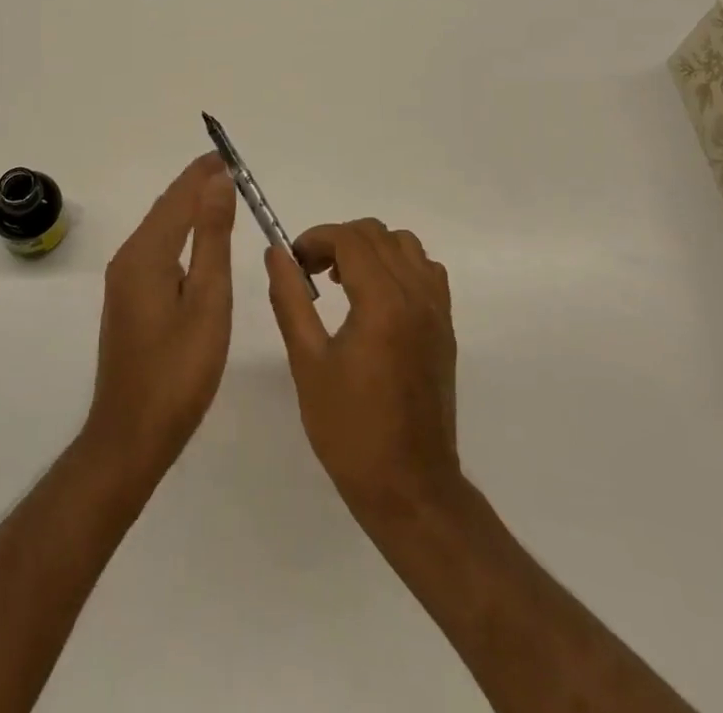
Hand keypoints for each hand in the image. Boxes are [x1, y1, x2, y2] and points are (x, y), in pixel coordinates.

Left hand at [81, 154, 237, 485]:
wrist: (130, 436)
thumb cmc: (178, 371)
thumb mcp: (208, 301)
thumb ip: (212, 238)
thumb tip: (218, 182)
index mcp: (146, 254)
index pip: (177, 198)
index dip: (202, 173)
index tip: (228, 154)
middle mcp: (128, 259)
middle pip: (165, 209)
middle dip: (195, 185)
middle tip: (230, 169)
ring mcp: (124, 281)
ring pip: (159, 229)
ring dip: (188, 208)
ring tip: (221, 196)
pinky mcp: (128, 300)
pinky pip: (156, 250)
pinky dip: (179, 234)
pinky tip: (197, 242)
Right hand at [266, 219, 461, 525]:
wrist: (409, 487)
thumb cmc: (350, 430)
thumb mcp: (307, 363)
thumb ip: (290, 299)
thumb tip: (277, 253)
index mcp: (382, 302)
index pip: (350, 239)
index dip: (316, 239)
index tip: (294, 262)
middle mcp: (416, 295)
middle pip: (378, 234)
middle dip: (339, 241)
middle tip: (312, 272)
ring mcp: (437, 310)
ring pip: (406, 245)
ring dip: (371, 249)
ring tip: (345, 282)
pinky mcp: (445, 328)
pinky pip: (426, 271)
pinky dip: (399, 266)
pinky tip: (377, 299)